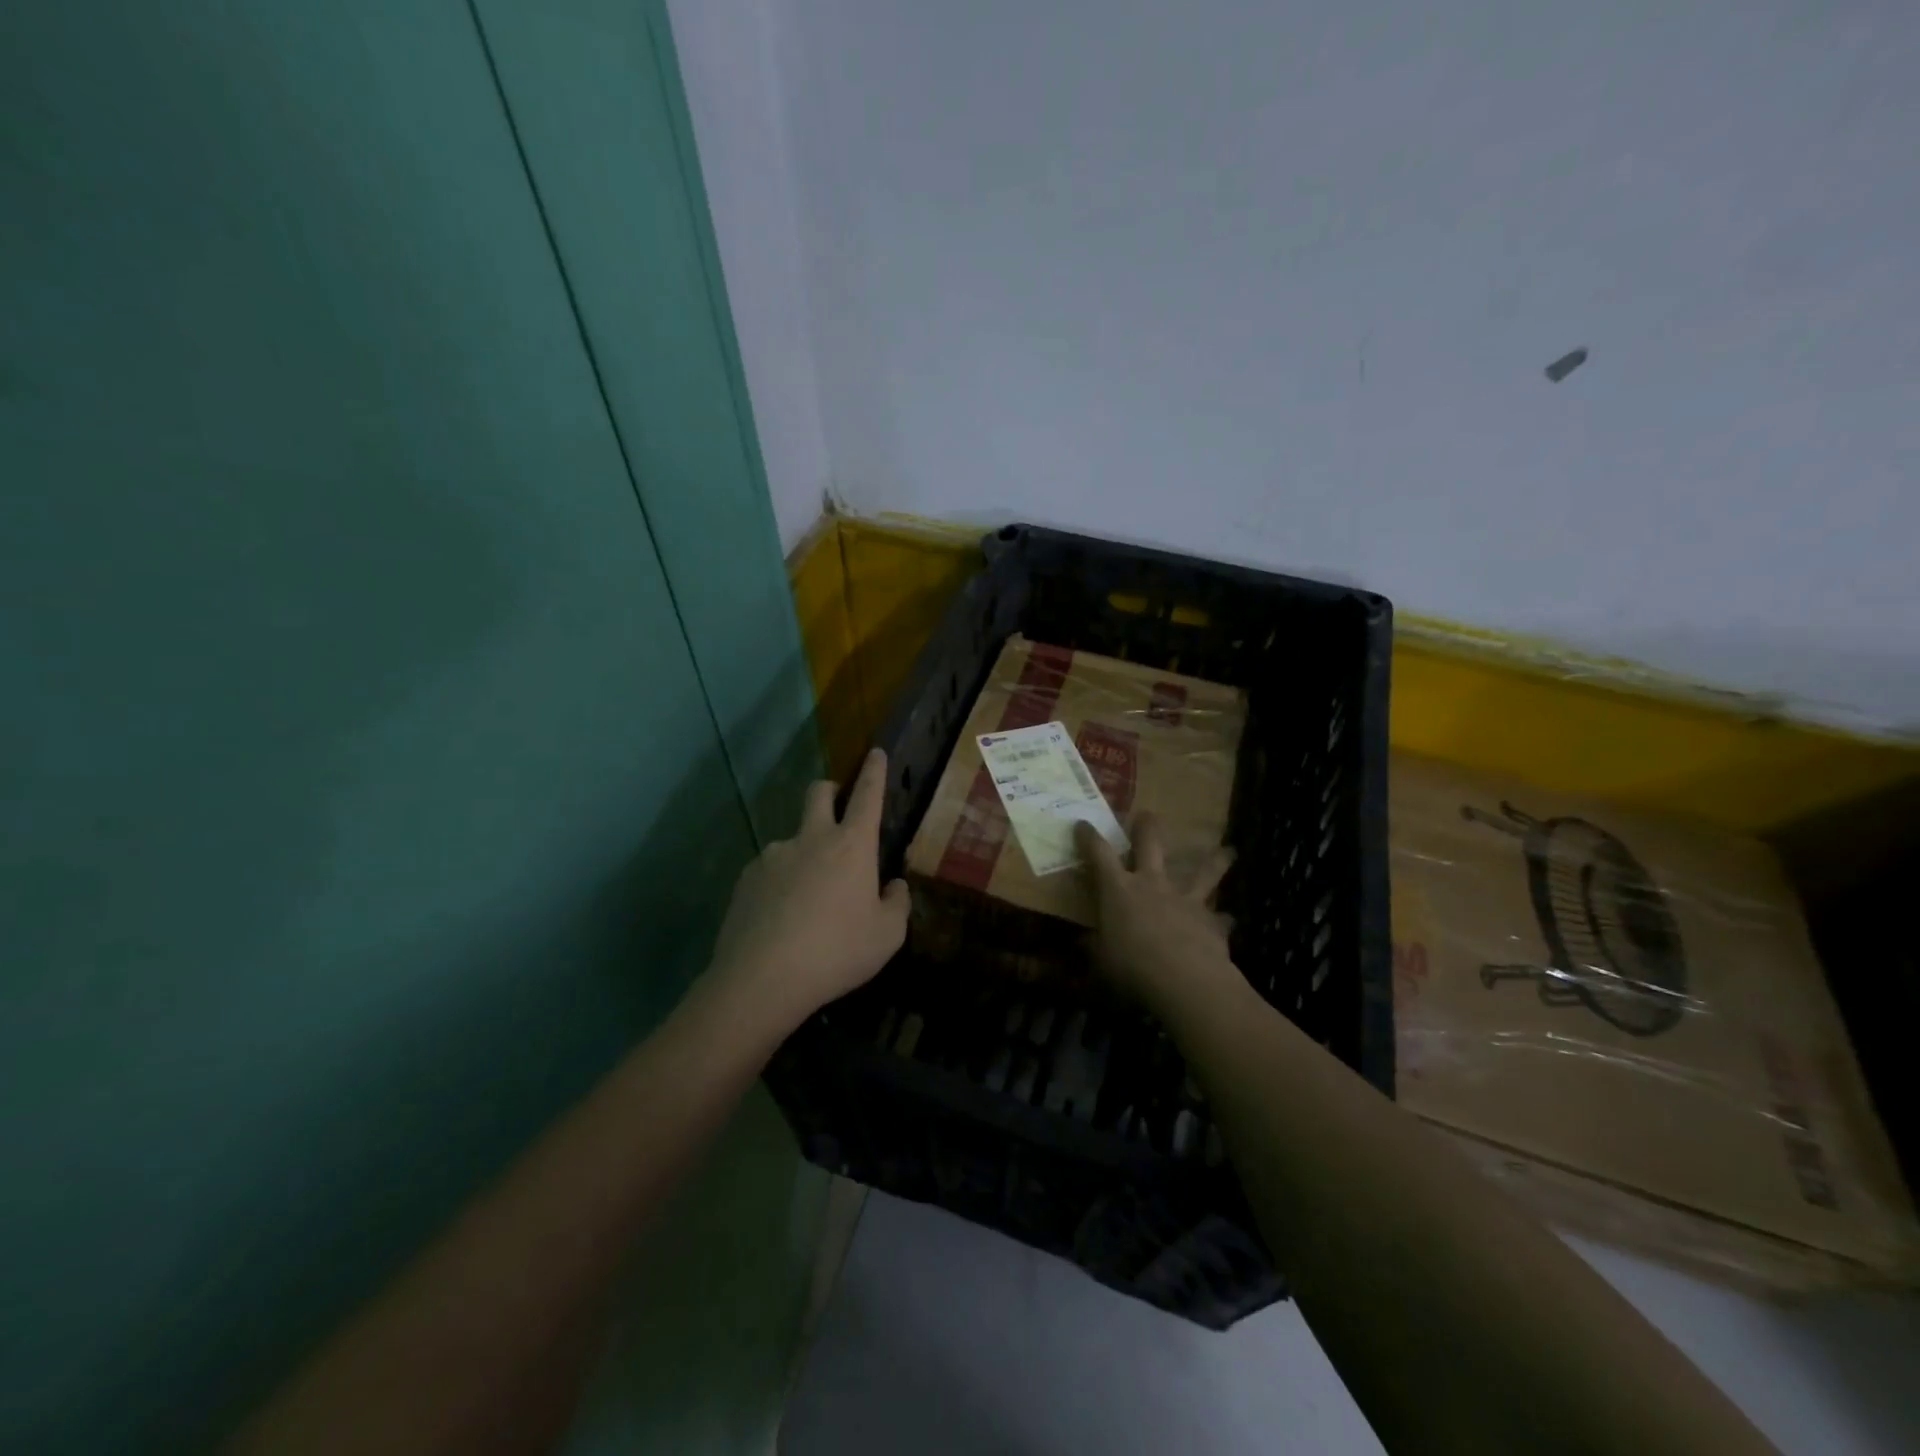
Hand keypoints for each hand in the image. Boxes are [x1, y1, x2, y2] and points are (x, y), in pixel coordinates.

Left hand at [708, 748, 909, 1030]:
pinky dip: (780, 883)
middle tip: (836, 806)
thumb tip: (893, 886)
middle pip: (818, 793)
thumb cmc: (837, 952)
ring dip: (804, 853)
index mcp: (852, 846)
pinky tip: (780, 919)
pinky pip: (770, 871)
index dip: (874, 772)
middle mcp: (811, 839)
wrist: (762, 979)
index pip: (868, 796)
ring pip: (792, 839)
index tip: (875, 752)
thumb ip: (896, 904)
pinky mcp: (746, 879)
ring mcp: (773, 856)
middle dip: (830, 790)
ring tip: (807, 900)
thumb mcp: (886, 936)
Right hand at [1075, 814, 1237, 1012]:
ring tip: (1229, 851)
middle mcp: (1152, 884)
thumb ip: (1094, 948)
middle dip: (1146, 828)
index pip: (1098, 854)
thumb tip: (1081, 943)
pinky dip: (1222, 919)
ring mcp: (1185, 899)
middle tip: (1148, 815)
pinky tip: (1228, 920)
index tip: (1082, 824)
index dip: (1089, 837)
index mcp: (1118, 889)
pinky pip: (1219, 917)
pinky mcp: (1211, 920)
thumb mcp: (1101, 961)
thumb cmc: (1132, 968)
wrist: (1186, 981)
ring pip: (1203, 871)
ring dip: (1215, 860)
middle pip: (1150, 844)